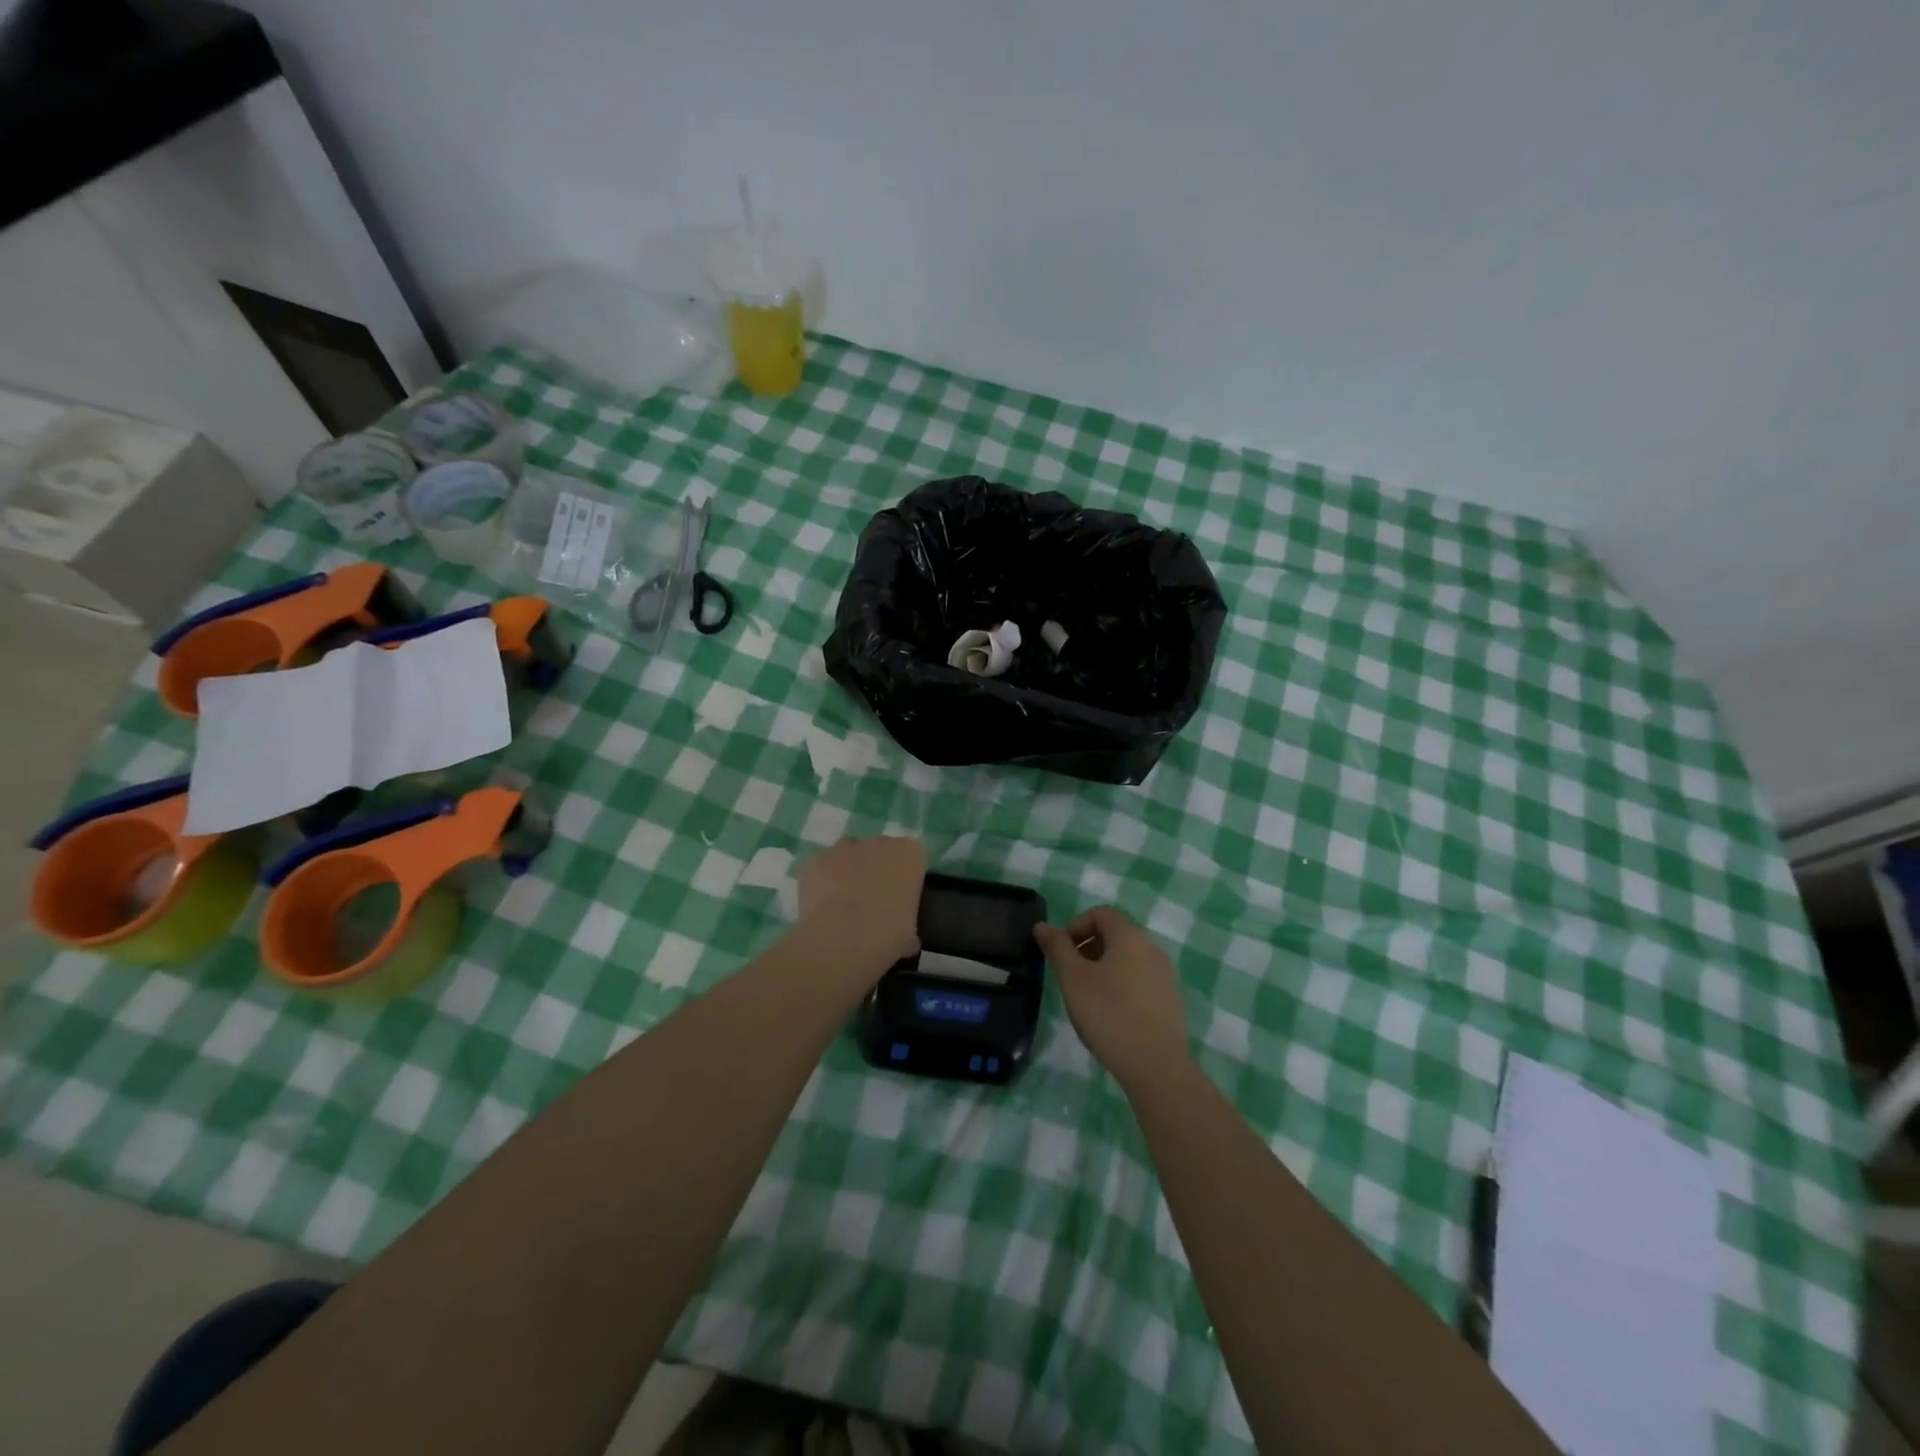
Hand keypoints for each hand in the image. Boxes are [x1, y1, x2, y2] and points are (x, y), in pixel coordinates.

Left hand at [793, 835, 924, 976]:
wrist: (845, 939)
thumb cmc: (889, 935)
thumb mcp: (911, 934)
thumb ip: (908, 922)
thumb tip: (905, 934)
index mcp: (910, 854)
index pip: (912, 856)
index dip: (905, 876)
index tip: (901, 898)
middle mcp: (879, 842)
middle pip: (879, 850)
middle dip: (876, 870)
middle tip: (873, 902)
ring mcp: (844, 848)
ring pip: (848, 855)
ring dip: (848, 872)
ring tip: (844, 905)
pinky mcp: (816, 860)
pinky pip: (821, 868)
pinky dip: (821, 882)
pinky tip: (821, 907)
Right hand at [1035, 906, 1191, 1093]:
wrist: (1156, 1065)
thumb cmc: (1109, 1014)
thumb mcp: (1073, 979)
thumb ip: (1057, 947)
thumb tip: (1042, 925)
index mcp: (1131, 936)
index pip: (1101, 913)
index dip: (1076, 925)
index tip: (1061, 953)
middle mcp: (1152, 947)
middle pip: (1116, 933)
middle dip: (1087, 946)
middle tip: (1070, 975)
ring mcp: (1165, 974)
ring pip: (1128, 957)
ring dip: (1103, 966)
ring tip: (1087, 996)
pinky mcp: (1170, 998)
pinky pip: (1140, 978)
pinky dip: (1121, 983)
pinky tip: (1110, 1012)